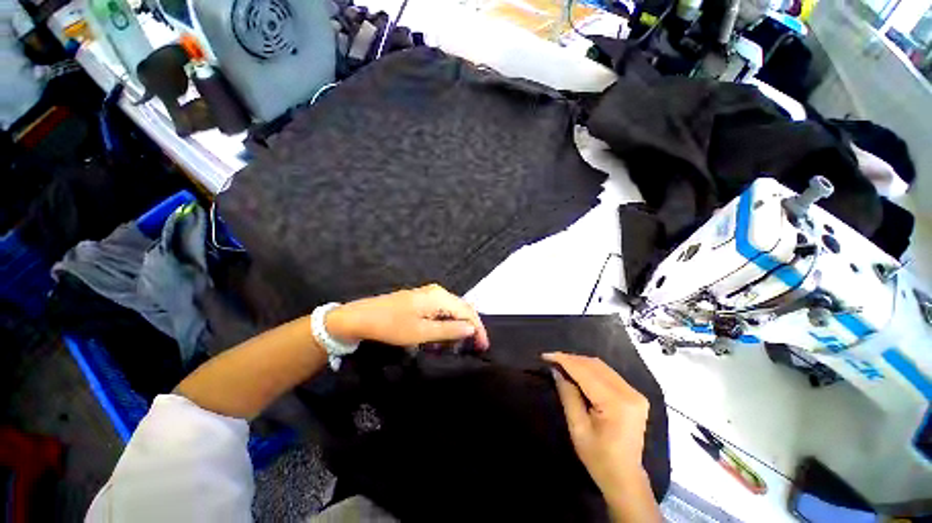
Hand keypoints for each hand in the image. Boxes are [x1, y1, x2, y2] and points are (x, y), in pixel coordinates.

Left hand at [326, 284, 489, 348]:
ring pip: (453, 309)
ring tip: (460, 344)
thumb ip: (449, 330)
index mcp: (440, 297)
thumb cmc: (392, 326)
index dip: (478, 329)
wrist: (362, 317)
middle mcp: (438, 291)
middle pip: (463, 308)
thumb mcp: (421, 332)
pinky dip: (447, 322)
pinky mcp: (422, 298)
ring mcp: (429, 293)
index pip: (468, 312)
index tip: (483, 347)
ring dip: (459, 325)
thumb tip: (471, 329)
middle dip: (471, 327)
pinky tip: (444, 334)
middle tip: (475, 347)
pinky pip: (443, 309)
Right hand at [544, 353, 657, 520]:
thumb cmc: (598, 458)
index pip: (586, 373)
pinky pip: (608, 374)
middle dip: (571, 359)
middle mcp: (630, 393)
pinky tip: (577, 372)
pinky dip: (590, 369)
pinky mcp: (634, 395)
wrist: (625, 478)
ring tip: (561, 364)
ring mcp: (635, 393)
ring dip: (580, 363)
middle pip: (595, 365)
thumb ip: (568, 395)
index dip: (565, 361)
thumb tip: (556, 371)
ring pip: (601, 366)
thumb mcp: (577, 428)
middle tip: (551, 359)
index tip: (545, 356)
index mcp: (617, 403)